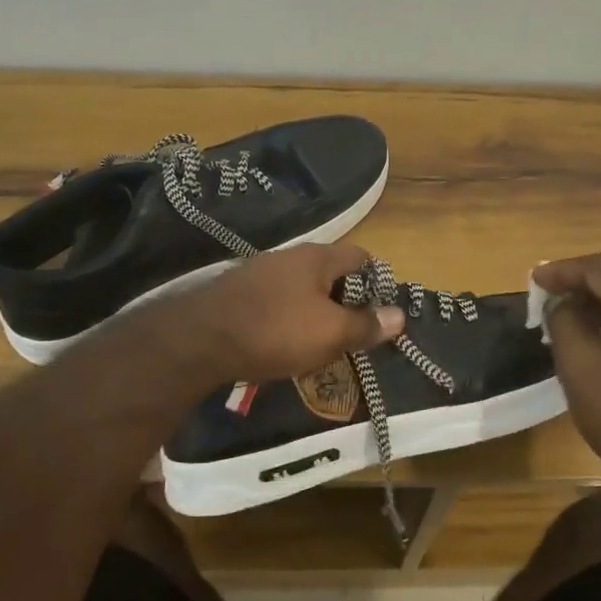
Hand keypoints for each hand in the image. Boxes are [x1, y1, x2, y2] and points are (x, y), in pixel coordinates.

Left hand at [142, 243, 404, 384]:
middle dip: (344, 301)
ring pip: (301, 289)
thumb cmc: (276, 331)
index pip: (360, 256)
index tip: (380, 310)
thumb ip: (366, 325)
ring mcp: (259, 273)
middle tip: (352, 333)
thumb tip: (400, 316)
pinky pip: (275, 302)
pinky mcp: (237, 293)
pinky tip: (282, 344)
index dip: (376, 280)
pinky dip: (286, 319)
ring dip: (314, 312)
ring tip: (319, 344)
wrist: (200, 340)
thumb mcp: (330, 334)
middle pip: (329, 272)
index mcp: (317, 258)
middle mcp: (289, 257)